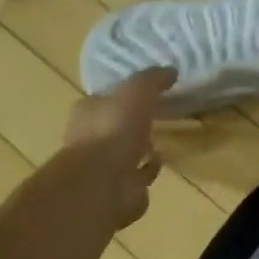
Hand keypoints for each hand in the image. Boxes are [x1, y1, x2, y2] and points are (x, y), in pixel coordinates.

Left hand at [47, 67, 174, 231]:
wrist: (104, 182)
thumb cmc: (114, 129)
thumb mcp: (137, 91)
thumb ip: (153, 79)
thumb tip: (171, 71)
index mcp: (88, 112)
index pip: (104, 98)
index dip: (123, 94)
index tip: (146, 91)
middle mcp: (90, 138)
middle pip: (114, 124)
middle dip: (132, 121)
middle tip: (157, 113)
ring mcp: (104, 165)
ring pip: (125, 151)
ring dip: (140, 146)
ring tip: (161, 137)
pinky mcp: (120, 187)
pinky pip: (138, 174)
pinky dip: (149, 167)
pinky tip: (162, 160)